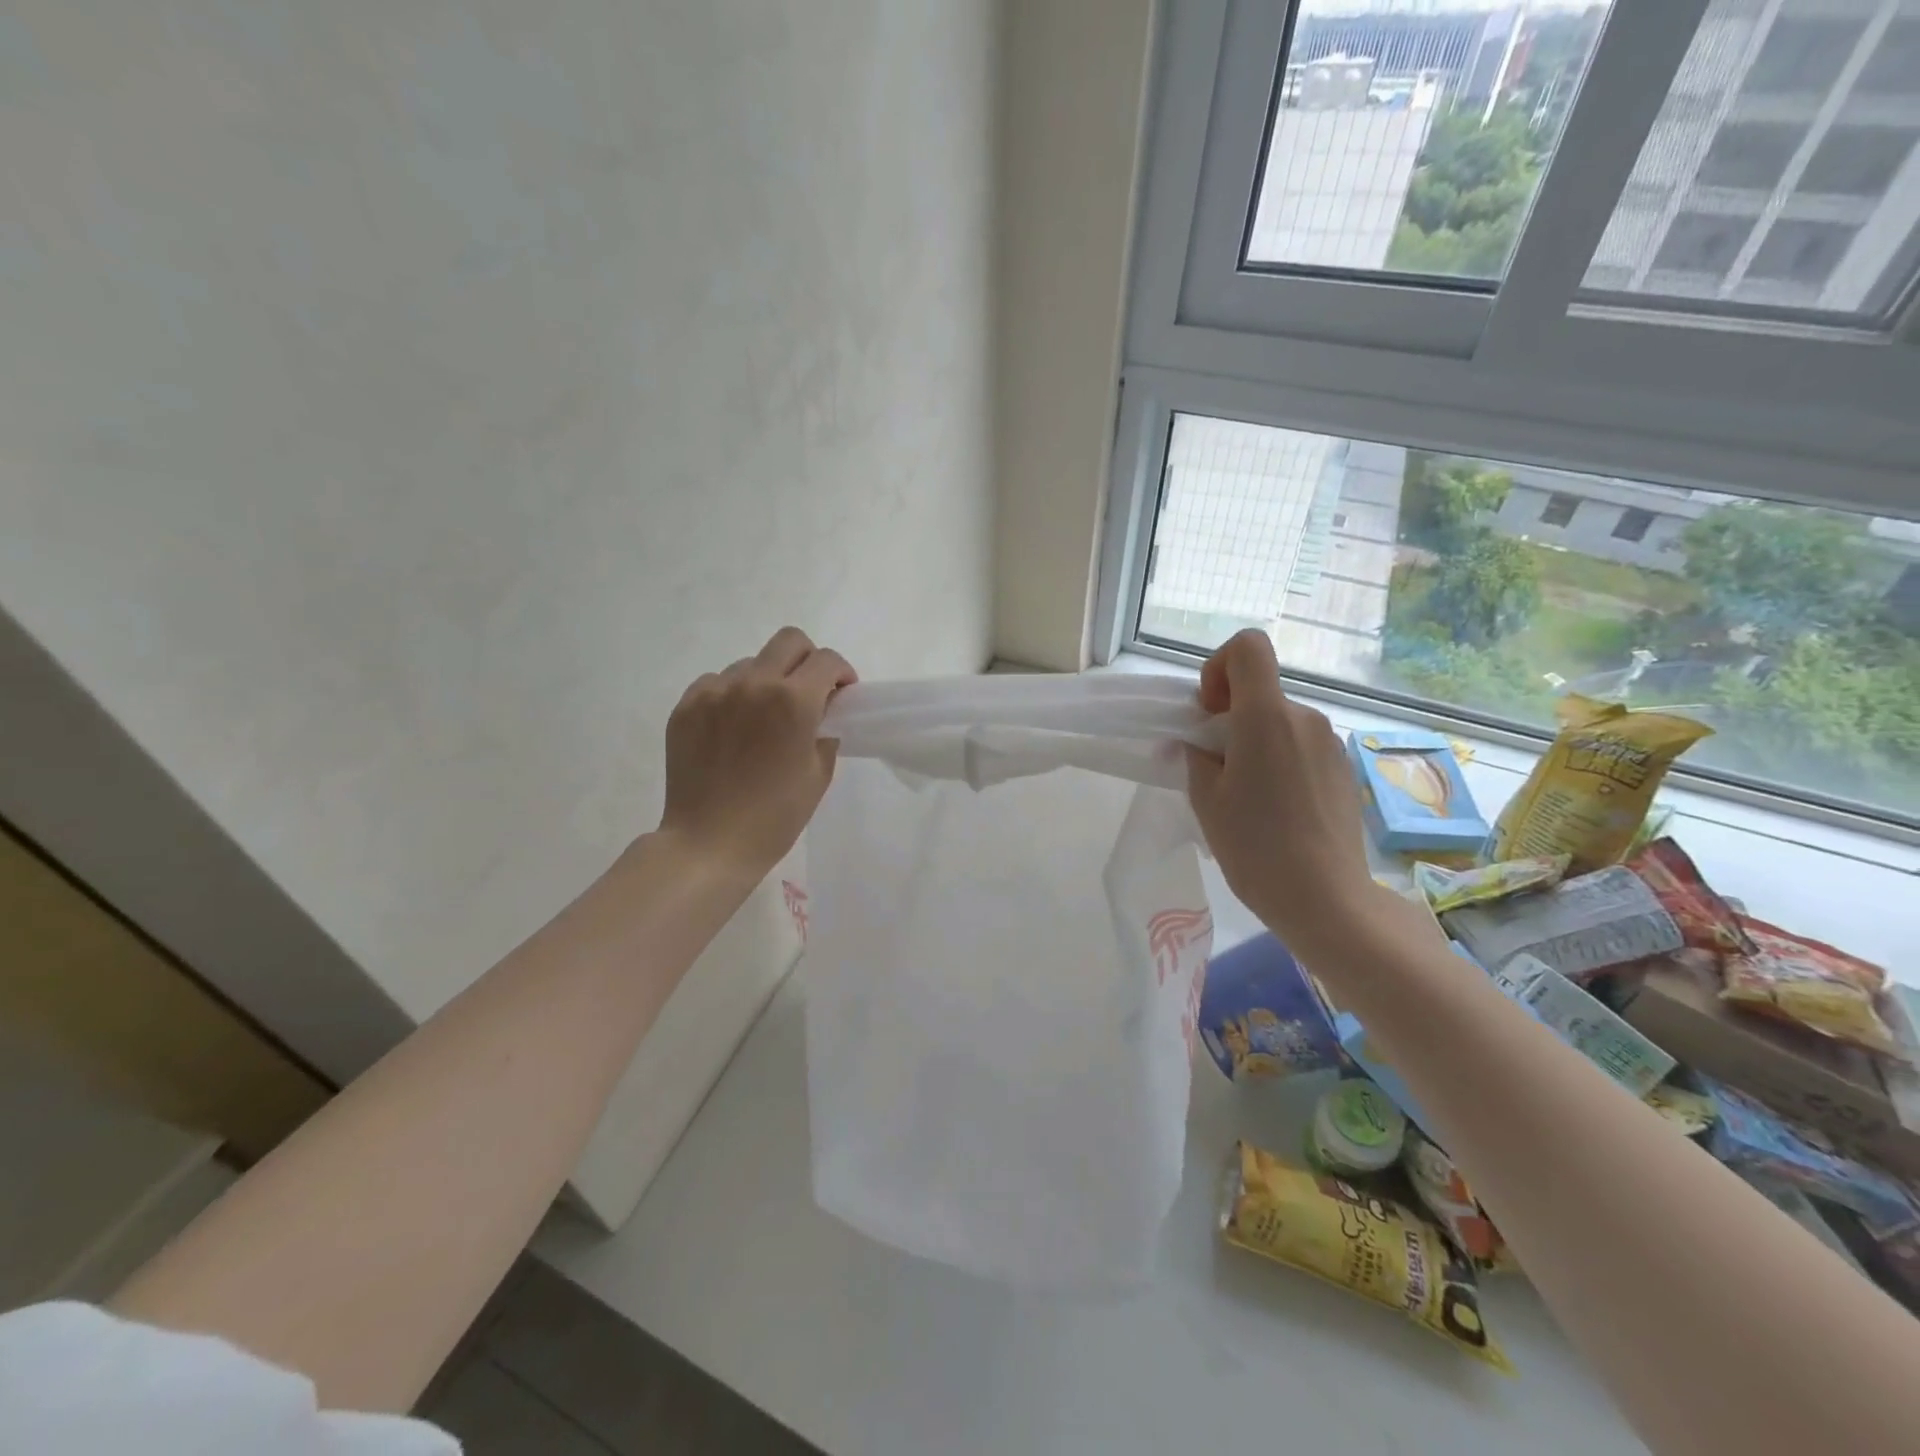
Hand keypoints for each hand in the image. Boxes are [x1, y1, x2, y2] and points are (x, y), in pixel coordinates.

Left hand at [658, 627, 856, 881]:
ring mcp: (714, 692)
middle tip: (809, 692)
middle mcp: (752, 684)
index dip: (842, 673)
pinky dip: (732, 695)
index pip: (826, 661)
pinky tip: (733, 728)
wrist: (709, 843)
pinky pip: (716, 682)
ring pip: (750, 663)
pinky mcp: (686, 706)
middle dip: (808, 660)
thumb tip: (822, 714)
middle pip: (789, 641)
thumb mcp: (818, 775)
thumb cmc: (774, 816)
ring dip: (767, 680)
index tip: (841, 694)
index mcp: (793, 701)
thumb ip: (825, 733)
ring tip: (763, 718)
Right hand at [1184, 630, 1378, 957]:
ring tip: (1247, 796)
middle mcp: (1304, 718)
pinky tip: (1277, 810)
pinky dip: (1281, 762)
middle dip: (1231, 717)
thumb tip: (1198, 746)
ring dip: (1256, 743)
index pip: (1248, 648)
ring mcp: (1330, 744)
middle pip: (1261, 691)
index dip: (1219, 666)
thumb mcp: (1207, 801)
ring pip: (1281, 722)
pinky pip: (1302, 747)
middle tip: (1216, 769)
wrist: (1326, 899)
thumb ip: (1197, 758)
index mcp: (1266, 717)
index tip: (1209, 712)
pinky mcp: (1344, 770)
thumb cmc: (1255, 847)